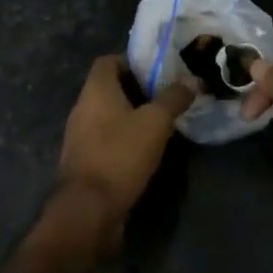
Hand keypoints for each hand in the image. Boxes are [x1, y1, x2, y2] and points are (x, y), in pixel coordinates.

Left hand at [59, 56, 194, 228]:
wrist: (88, 211)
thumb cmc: (120, 154)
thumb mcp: (156, 122)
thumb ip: (174, 98)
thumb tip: (193, 78)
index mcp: (96, 90)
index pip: (108, 61)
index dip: (132, 61)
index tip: (157, 71)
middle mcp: (82, 108)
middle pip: (109, 88)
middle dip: (137, 90)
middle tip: (165, 95)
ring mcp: (79, 137)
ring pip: (107, 115)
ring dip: (130, 116)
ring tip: (160, 123)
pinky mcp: (83, 162)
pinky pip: (105, 139)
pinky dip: (122, 139)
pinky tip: (145, 150)